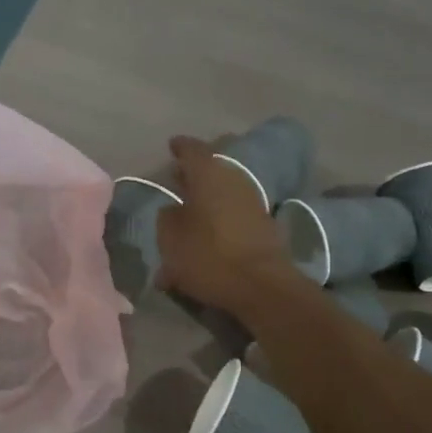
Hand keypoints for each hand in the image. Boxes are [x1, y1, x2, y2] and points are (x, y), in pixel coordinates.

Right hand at [156, 135, 295, 312]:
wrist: (262, 286)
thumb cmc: (209, 256)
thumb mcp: (170, 239)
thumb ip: (167, 218)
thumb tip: (173, 210)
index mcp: (208, 175)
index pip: (192, 149)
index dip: (181, 147)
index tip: (172, 146)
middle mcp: (233, 180)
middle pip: (212, 168)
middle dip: (195, 172)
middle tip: (178, 177)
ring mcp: (253, 202)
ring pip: (225, 190)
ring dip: (208, 196)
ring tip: (190, 208)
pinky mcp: (264, 225)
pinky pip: (235, 211)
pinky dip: (221, 216)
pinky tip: (208, 233)